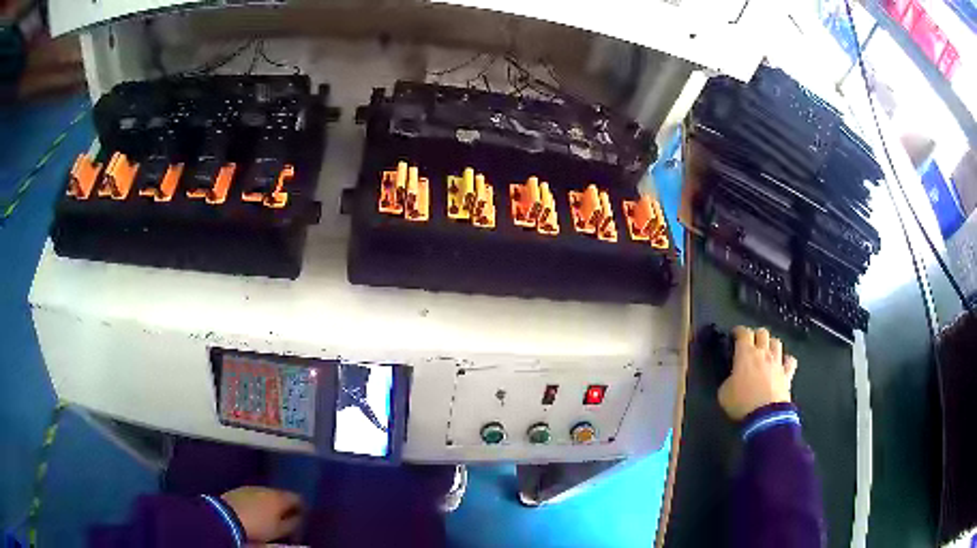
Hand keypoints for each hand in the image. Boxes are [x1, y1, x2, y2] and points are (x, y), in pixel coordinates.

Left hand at [221, 486, 302, 542]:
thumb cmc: (258, 526)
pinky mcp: (239, 490)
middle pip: (281, 495)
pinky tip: (257, 512)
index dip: (302, 507)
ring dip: (271, 503)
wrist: (226, 517)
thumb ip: (293, 523)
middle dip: (285, 505)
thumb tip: (299, 518)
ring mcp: (251, 488)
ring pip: (267, 494)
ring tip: (271, 516)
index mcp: (279, 497)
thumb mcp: (280, 530)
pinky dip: (259, 502)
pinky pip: (255, 495)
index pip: (297, 498)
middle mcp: (266, 488)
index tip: (303, 516)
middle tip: (287, 518)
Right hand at [718, 326, 797, 420]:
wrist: (765, 416)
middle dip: (755, 335)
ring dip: (770, 344)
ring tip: (766, 350)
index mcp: (745, 354)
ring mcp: (777, 362)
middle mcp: (763, 353)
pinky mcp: (787, 374)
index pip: (743, 332)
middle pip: (762, 332)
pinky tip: (782, 363)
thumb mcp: (724, 393)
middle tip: (750, 342)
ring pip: (776, 342)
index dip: (738, 331)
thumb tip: (731, 379)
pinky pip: (790, 360)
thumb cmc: (742, 403)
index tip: (735, 334)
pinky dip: (786, 359)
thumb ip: (727, 380)